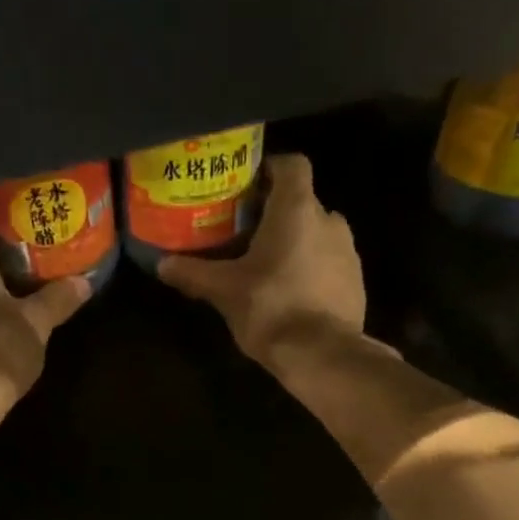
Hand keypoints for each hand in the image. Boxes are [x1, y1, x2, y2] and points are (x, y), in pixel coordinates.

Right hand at [156, 154, 365, 364]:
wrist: (321, 354)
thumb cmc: (270, 309)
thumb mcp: (225, 291)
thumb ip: (194, 273)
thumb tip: (162, 265)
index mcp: (297, 208)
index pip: (291, 165)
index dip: (270, 171)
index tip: (249, 190)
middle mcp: (329, 219)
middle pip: (302, 203)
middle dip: (277, 217)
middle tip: (248, 238)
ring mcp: (349, 251)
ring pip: (317, 236)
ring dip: (296, 246)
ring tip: (269, 271)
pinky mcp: (356, 282)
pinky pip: (330, 265)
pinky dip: (313, 272)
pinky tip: (292, 297)